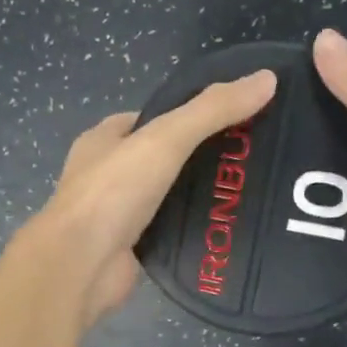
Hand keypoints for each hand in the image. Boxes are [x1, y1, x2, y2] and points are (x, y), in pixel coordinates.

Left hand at [18, 70, 279, 327]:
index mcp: (103, 140)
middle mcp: (106, 175)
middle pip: (160, 158)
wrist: (80, 267)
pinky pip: (168, 231)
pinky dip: (193, 229)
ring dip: (198, 195)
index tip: (230, 120)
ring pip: (166, 197)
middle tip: (248, 158)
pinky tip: (227, 228)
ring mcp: (116, 214)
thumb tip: (267, 79)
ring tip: (248, 191)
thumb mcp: (166, 139)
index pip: (149, 119)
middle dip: (198, 157)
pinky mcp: (130, 248)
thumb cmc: (113, 192)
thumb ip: (212, 110)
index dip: (186, 115)